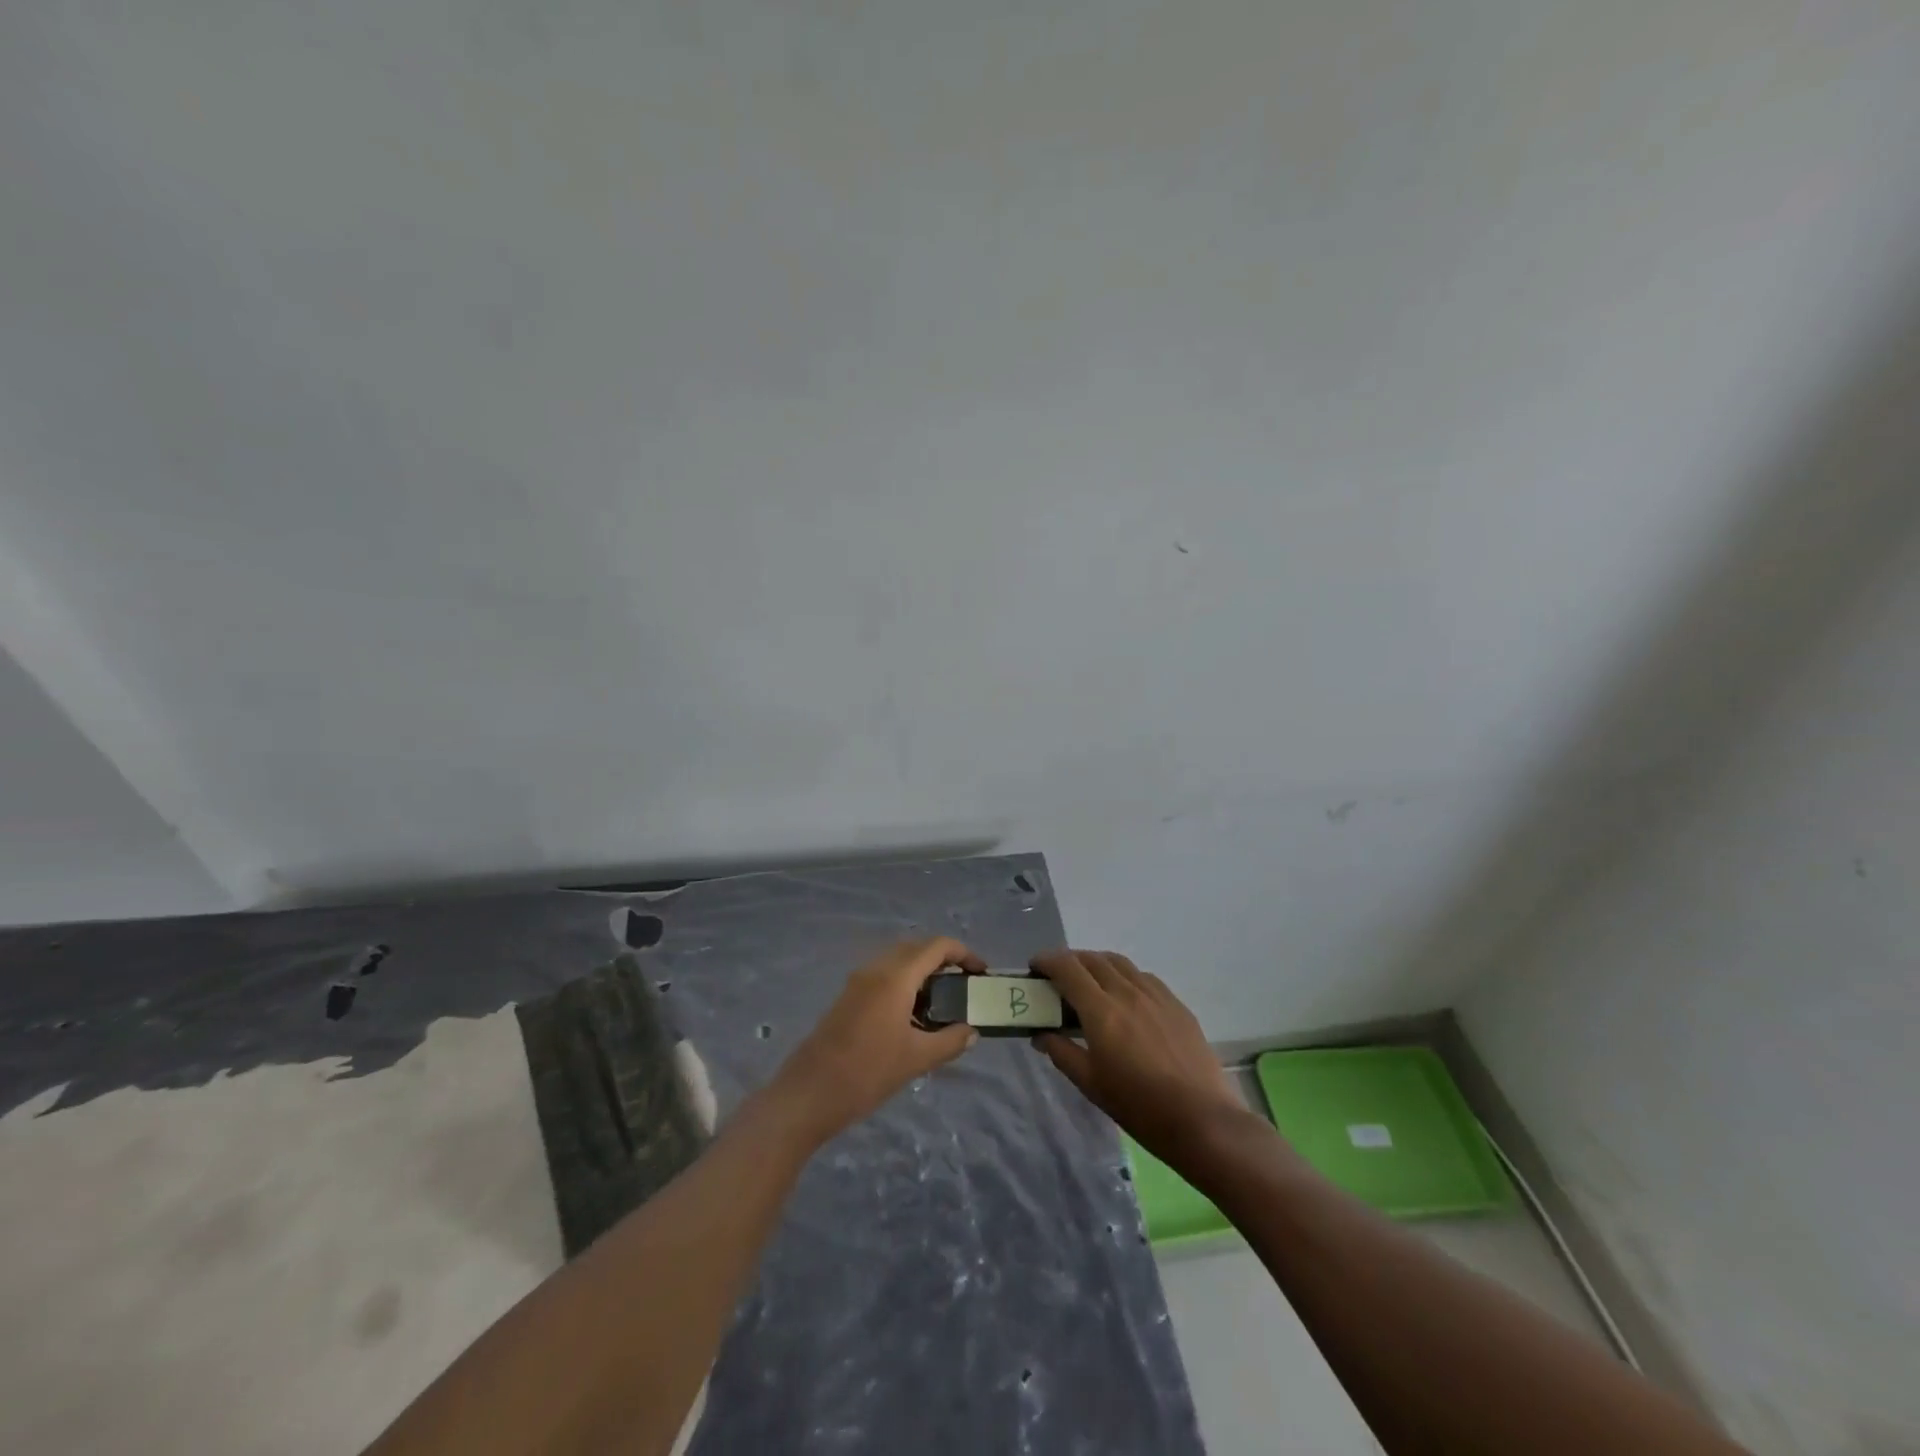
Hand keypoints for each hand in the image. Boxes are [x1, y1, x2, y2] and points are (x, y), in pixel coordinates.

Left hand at [771, 937, 984, 1145]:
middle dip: (944, 960)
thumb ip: (949, 1041)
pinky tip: (912, 1014)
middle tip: (964, 984)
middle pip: (916, 948)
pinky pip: (883, 974)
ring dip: (922, 970)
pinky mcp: (848, 996)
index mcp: (895, 977)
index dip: (963, 953)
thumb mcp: (916, 1059)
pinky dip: (904, 981)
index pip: (936, 946)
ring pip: (898, 960)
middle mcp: (876, 969)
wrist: (809, 1094)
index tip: (981, 972)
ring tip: (942, 1000)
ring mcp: (858, 981)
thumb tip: (972, 1031)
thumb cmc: (867, 1073)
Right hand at [1031, 949, 1245, 1164]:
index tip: (1035, 968)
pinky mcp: (1176, 1004)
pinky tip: (1124, 997)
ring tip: (1089, 983)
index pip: (1067, 968)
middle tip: (1057, 978)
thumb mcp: (1091, 1084)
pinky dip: (1124, 976)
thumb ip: (1062, 1053)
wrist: (1202, 1120)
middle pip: (1092, 959)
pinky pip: (1143, 977)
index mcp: (1101, 1011)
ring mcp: (1155, 995)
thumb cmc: (1139, 1106)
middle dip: (1069, 961)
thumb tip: (1040, 1035)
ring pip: (1119, 963)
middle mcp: (1127, 992)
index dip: (1047, 961)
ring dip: (1097, 964)